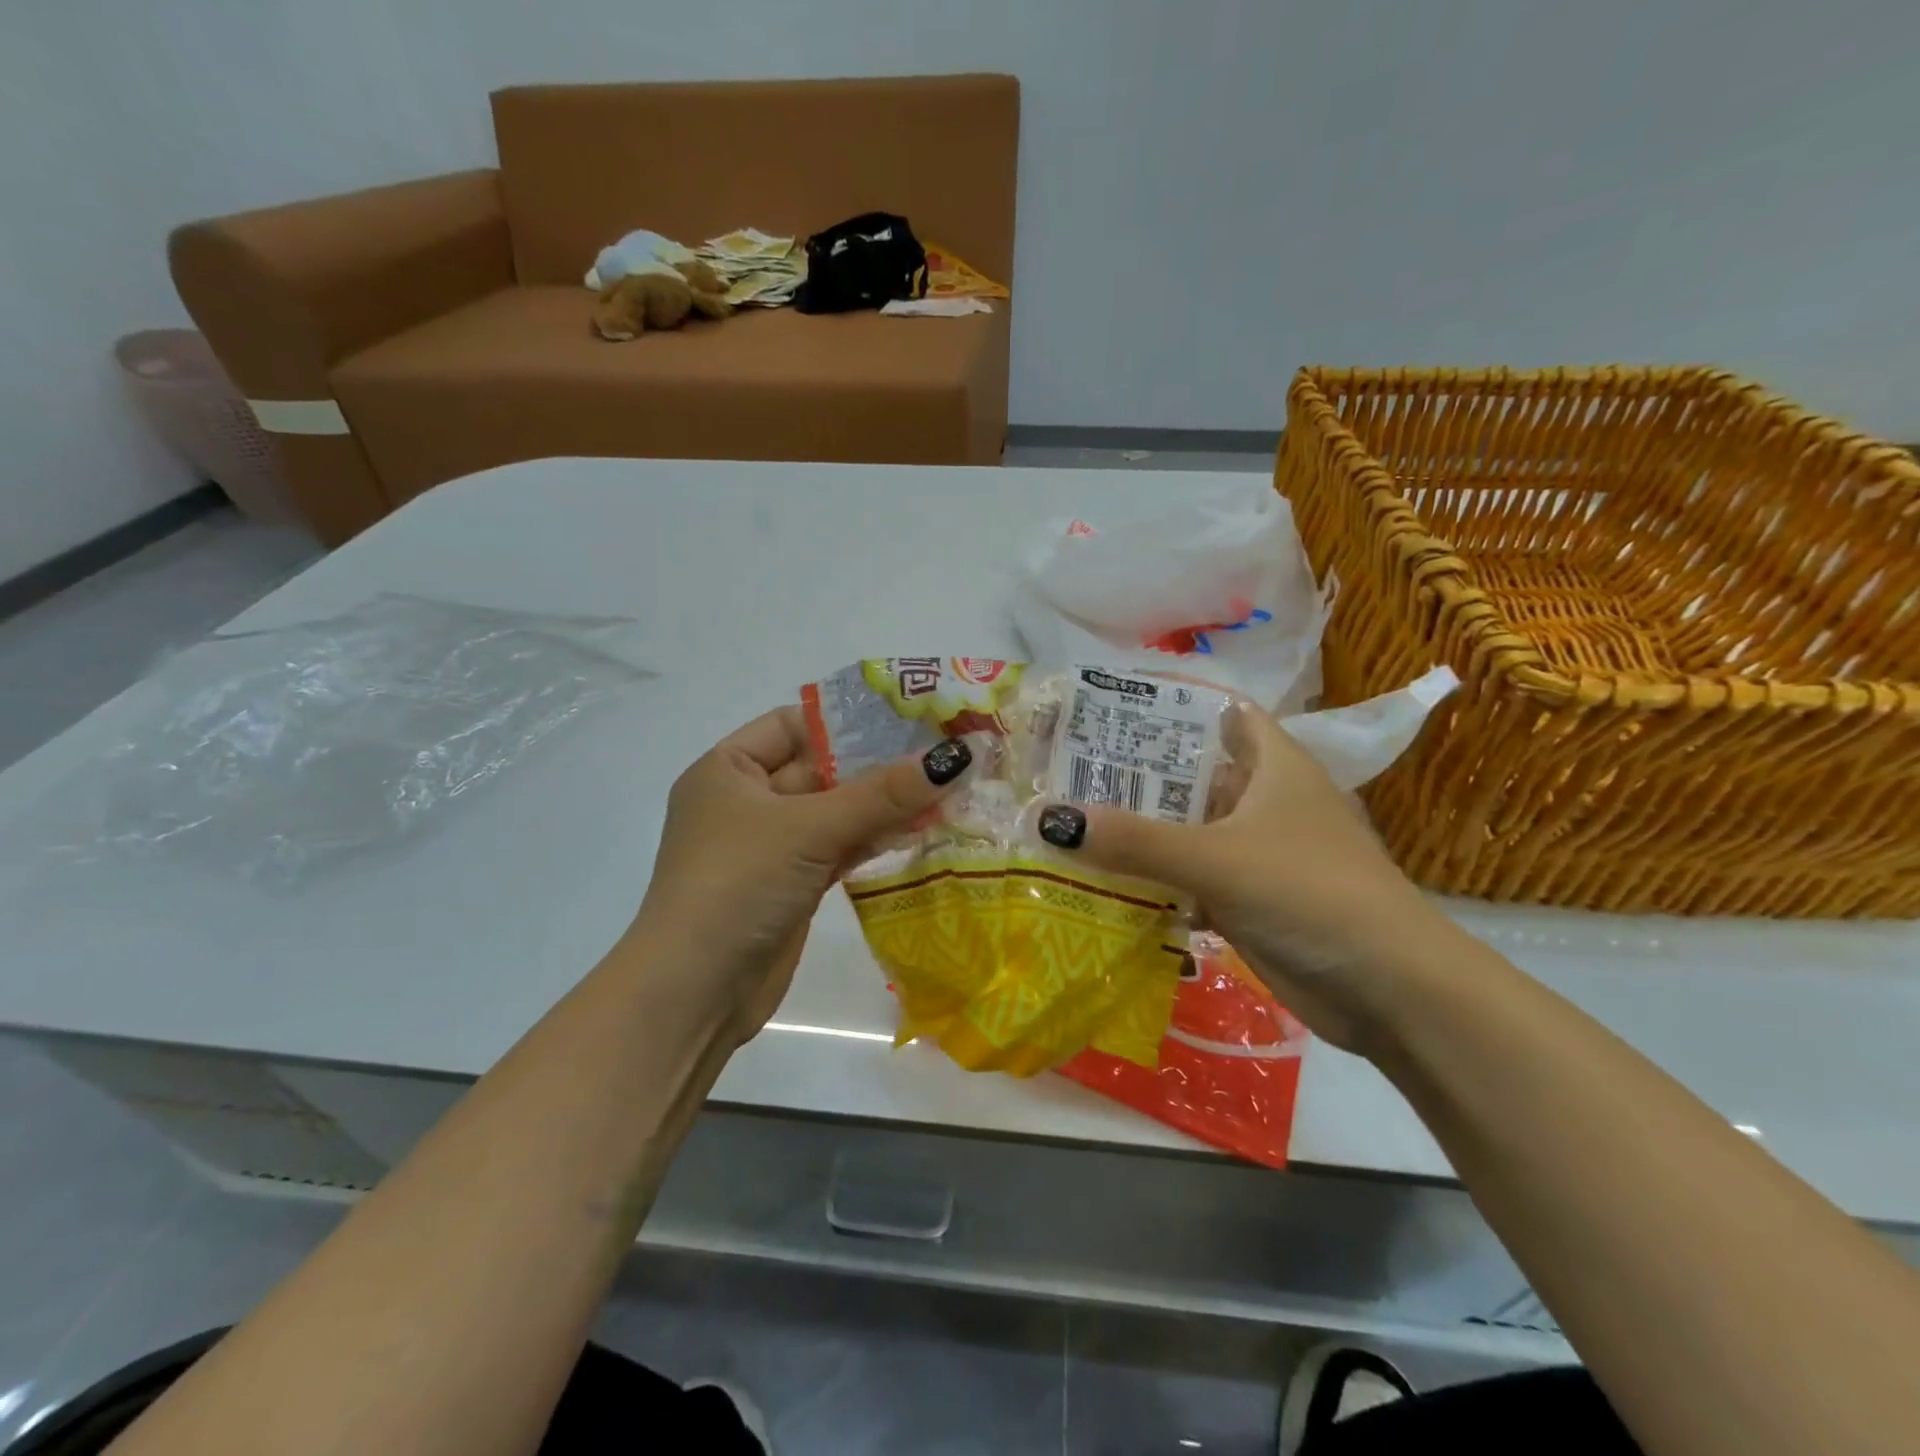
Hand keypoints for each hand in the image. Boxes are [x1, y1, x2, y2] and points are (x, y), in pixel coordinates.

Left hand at [630, 708, 970, 1040]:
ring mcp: (769, 846)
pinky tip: (920, 830)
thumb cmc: (738, 885)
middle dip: (877, 765)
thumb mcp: (809, 829)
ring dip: (883, 805)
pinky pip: (838, 848)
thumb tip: (957, 756)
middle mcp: (746, 800)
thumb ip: (883, 794)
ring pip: (835, 812)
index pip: (793, 725)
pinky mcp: (792, 884)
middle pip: (821, 768)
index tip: (905, 718)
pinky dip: (873, 839)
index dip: (847, 721)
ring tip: (946, 788)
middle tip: (942, 752)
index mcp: (728, 769)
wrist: (695, 994)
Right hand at [1036, 702, 1451, 1051]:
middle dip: (1142, 775)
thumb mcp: (1216, 859)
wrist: (1390, 990)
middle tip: (1073, 770)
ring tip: (1077, 820)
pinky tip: (1110, 882)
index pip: (1224, 715)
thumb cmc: (1309, 892)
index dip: (1176, 707)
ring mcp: (1263, 854)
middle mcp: (1269, 802)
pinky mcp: (1255, 901)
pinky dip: (1160, 880)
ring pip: (1193, 831)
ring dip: (1146, 832)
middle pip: (1197, 776)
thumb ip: (1135, 841)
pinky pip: (1196, 879)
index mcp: (1276, 767)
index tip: (1116, 710)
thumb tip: (1052, 820)